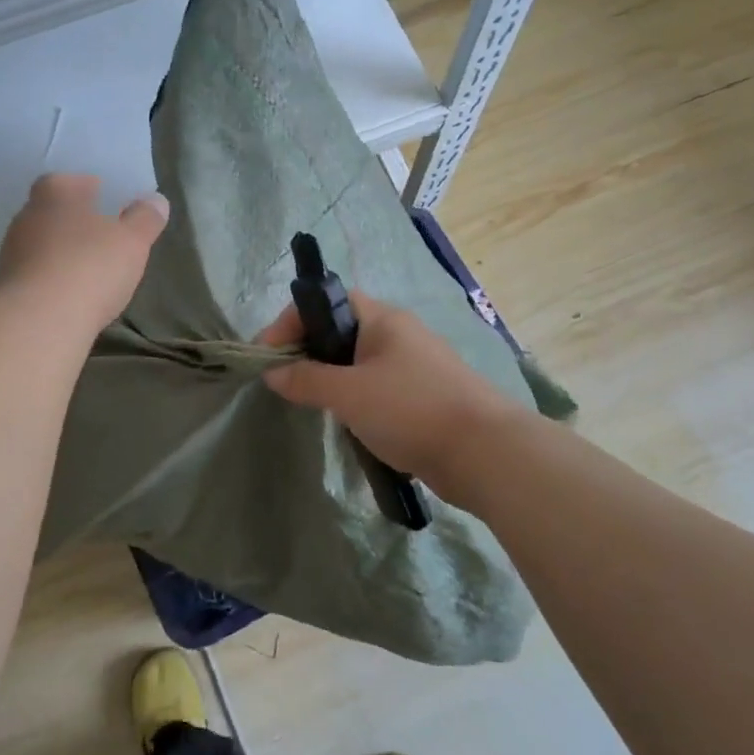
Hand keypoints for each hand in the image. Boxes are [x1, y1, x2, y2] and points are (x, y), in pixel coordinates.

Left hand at [0, 174, 167, 333]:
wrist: (39, 321)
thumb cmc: (90, 267)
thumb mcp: (132, 241)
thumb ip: (145, 219)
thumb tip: (156, 201)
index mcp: (56, 193)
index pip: (68, 180)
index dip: (87, 188)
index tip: (106, 200)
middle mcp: (27, 215)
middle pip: (53, 211)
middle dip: (75, 221)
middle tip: (101, 235)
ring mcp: (11, 251)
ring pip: (41, 243)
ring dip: (61, 251)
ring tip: (87, 267)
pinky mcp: (7, 286)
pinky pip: (35, 273)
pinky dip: (51, 278)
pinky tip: (70, 293)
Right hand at [259, 292, 515, 506]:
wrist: (484, 453)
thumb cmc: (410, 409)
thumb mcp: (348, 393)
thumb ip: (306, 380)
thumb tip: (273, 372)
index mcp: (382, 319)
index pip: (326, 301)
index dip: (292, 322)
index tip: (268, 356)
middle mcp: (398, 334)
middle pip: (340, 331)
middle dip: (309, 353)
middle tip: (286, 383)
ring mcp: (413, 366)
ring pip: (358, 363)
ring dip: (331, 379)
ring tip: (313, 404)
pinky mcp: (422, 396)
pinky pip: (376, 388)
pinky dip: (355, 399)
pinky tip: (348, 423)